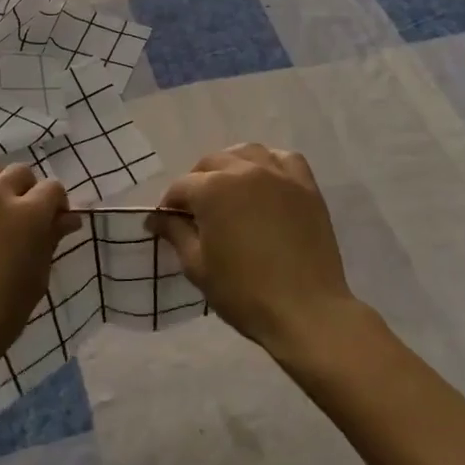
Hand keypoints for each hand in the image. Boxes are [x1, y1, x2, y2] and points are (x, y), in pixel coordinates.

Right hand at [149, 144, 360, 361]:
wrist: (305, 311)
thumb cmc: (243, 292)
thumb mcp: (197, 266)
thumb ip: (175, 233)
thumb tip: (158, 218)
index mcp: (212, 189)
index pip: (181, 187)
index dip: (169, 205)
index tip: (165, 224)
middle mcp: (244, 171)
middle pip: (211, 163)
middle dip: (196, 182)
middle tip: (195, 212)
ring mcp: (279, 176)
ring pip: (247, 153)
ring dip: (231, 166)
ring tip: (228, 190)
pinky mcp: (306, 187)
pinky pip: (285, 160)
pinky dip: (269, 164)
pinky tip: (265, 182)